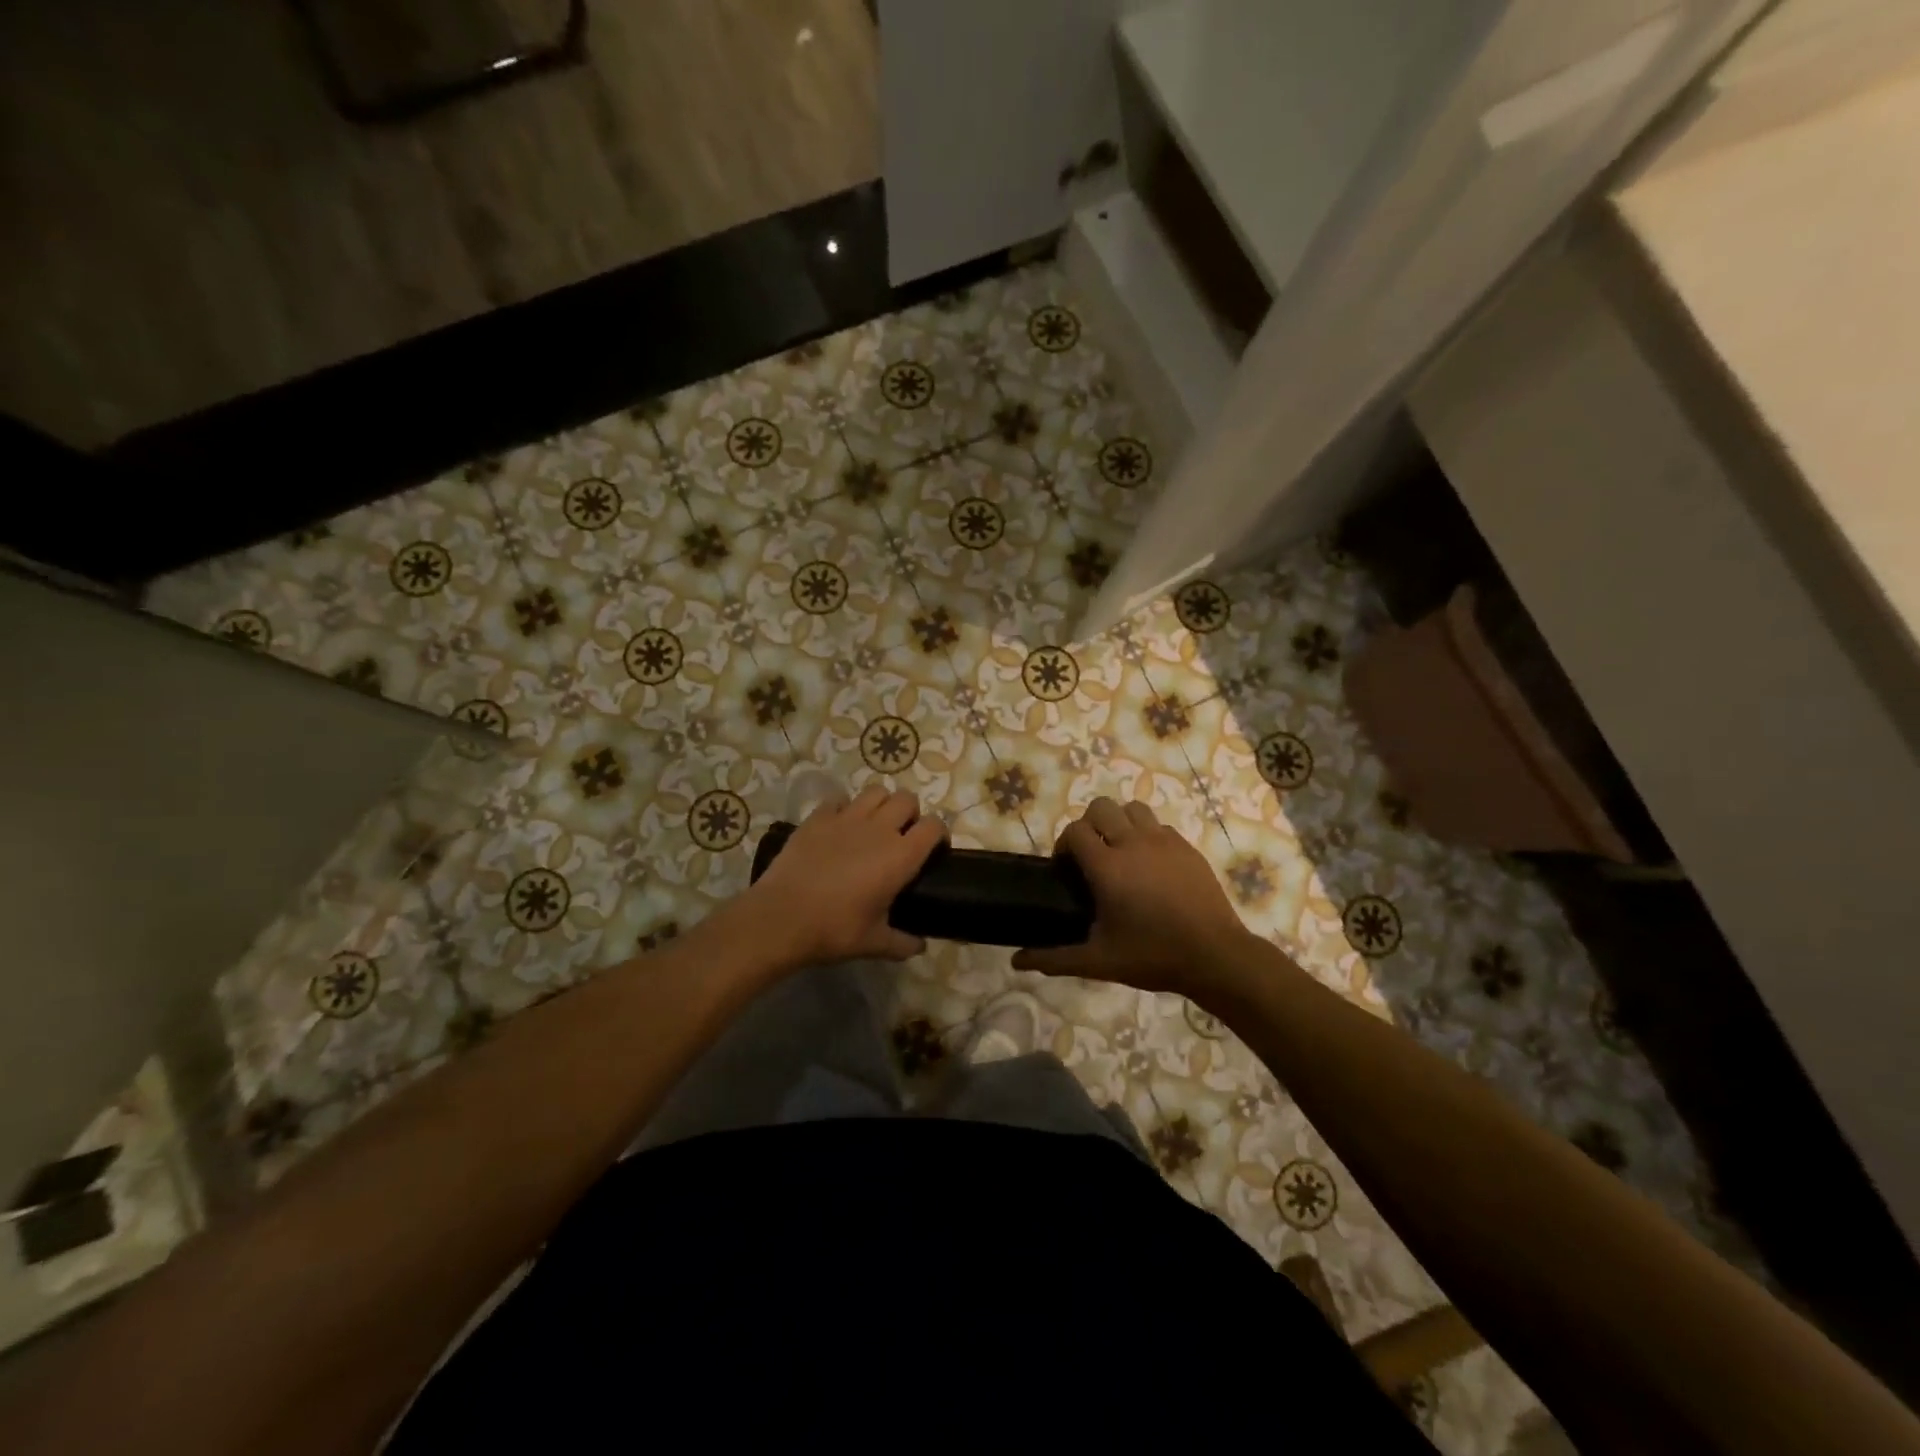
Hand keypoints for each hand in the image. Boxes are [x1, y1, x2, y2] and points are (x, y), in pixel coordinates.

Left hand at [736, 784, 945, 968]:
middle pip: (907, 799)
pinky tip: (839, 828)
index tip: (934, 849)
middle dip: (910, 813)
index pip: (934, 826)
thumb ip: (903, 943)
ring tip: (873, 825)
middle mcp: (879, 828)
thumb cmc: (834, 930)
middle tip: (901, 836)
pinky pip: (838, 800)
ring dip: (881, 804)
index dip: (939, 834)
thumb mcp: (874, 943)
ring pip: (875, 791)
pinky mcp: (817, 817)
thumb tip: (919, 946)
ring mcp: (846, 818)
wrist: (781, 917)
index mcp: (901, 856)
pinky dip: (844, 809)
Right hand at [1012, 798, 1253, 995]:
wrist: (1215, 956)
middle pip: (1101, 807)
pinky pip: (1159, 826)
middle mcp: (1133, 843)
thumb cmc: (1152, 956)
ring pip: (1132, 809)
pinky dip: (1147, 835)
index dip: (1064, 845)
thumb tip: (1016, 961)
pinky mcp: (1187, 847)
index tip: (1066, 869)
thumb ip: (1054, 958)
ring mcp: (1164, 841)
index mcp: (1107, 866)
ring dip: (1119, 822)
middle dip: (1089, 825)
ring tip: (1120, 852)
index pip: (1075, 831)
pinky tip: (1150, 865)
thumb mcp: (1098, 961)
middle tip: (1091, 857)